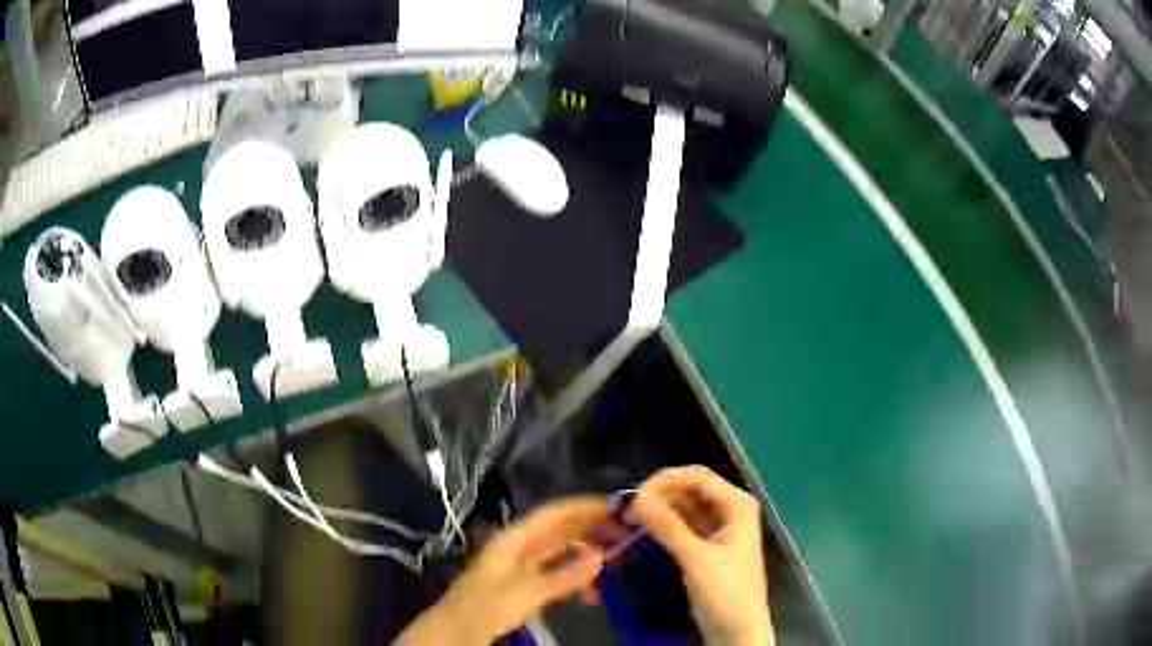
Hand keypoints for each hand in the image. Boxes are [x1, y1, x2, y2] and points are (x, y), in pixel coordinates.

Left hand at [396, 497, 609, 644]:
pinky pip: (555, 572)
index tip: (612, 505)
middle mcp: (519, 546)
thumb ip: (564, 576)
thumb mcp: (528, 591)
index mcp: (514, 539)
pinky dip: (573, 577)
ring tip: (611, 563)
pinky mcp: (523, 583)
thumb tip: (600, 558)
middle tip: (622, 532)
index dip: (582, 507)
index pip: (552, 514)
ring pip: (559, 552)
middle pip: (558, 530)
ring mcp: (521, 565)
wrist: (459, 628)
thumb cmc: (488, 605)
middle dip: (589, 530)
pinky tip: (589, 592)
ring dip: (584, 556)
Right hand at [629, 466, 772, 645]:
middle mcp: (729, 510)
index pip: (696, 476)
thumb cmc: (726, 592)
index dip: (663, 481)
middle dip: (659, 496)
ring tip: (630, 522)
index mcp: (737, 504)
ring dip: (659, 511)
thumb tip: (635, 498)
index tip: (633, 498)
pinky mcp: (706, 546)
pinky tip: (644, 532)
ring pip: (683, 507)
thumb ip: (667, 526)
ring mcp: (718, 528)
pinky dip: (664, 526)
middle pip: (689, 489)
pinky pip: (682, 526)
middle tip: (627, 514)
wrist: (737, 631)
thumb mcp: (696, 558)